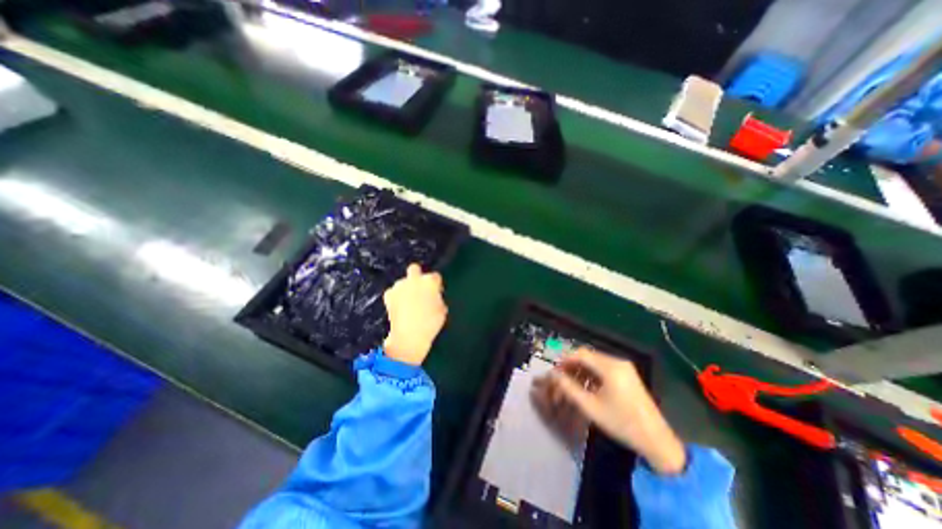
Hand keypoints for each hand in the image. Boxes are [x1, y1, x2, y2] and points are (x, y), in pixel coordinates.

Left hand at [382, 262, 446, 365]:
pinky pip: (393, 292)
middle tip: (420, 288)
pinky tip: (398, 307)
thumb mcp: (442, 311)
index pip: (435, 276)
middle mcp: (414, 279)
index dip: (436, 285)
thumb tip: (435, 298)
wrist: (409, 335)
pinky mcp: (388, 295)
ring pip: (402, 282)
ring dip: (406, 288)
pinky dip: (395, 297)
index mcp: (430, 281)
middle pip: (415, 268)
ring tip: (408, 302)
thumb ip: (438, 299)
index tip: (436, 292)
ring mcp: (400, 286)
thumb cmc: (431, 324)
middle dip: (417, 275)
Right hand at [537, 348, 685, 475]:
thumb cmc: (621, 423)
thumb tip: (553, 375)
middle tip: (560, 380)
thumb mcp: (591, 407)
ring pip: (595, 362)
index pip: (581, 354)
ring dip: (581, 371)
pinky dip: (592, 375)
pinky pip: (604, 368)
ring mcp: (624, 367)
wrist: (656, 441)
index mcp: (610, 367)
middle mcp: (618, 362)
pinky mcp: (628, 374)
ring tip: (571, 386)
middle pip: (587, 357)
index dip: (564, 360)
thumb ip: (569, 388)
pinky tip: (586, 388)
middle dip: (571, 366)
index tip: (554, 372)